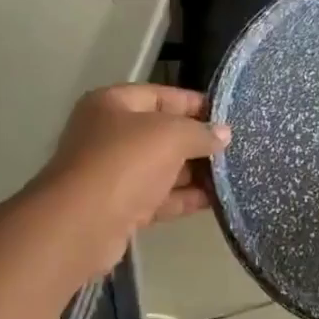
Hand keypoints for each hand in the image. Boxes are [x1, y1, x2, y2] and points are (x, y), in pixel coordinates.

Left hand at [30, 85, 230, 277]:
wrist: (82, 224)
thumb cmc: (125, 162)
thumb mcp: (170, 135)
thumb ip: (200, 132)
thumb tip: (224, 134)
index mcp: (112, 104)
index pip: (161, 95)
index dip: (195, 103)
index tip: (228, 116)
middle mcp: (109, 135)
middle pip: (162, 133)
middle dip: (198, 141)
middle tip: (236, 149)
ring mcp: (113, 174)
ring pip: (162, 168)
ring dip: (195, 172)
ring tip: (234, 175)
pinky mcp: (121, 208)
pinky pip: (159, 197)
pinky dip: (185, 198)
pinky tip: (217, 200)